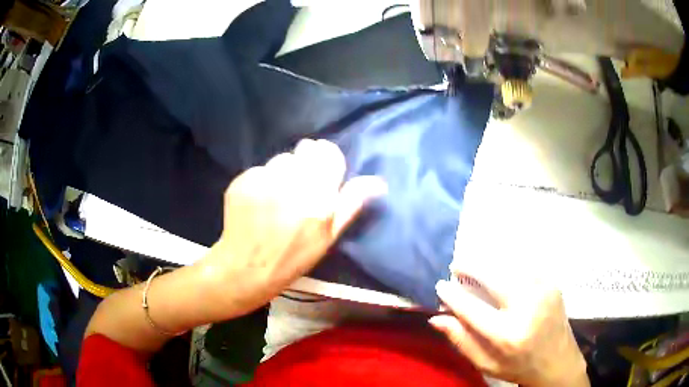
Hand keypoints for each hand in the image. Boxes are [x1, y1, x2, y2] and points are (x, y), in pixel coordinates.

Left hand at [199, 139, 386, 316]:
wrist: (247, 268)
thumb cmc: (293, 258)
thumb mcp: (328, 237)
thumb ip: (351, 204)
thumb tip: (378, 182)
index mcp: (319, 197)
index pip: (328, 152)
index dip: (325, 158)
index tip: (320, 170)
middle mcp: (292, 182)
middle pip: (304, 151)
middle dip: (304, 165)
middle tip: (296, 188)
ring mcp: (264, 180)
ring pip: (280, 160)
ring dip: (282, 173)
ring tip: (275, 198)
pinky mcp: (243, 181)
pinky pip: (259, 170)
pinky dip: (260, 182)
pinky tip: (257, 202)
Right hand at [429, 265, 588, 386]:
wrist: (559, 361)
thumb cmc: (519, 366)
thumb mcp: (486, 364)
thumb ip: (461, 341)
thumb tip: (436, 318)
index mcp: (508, 335)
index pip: (472, 308)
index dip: (453, 295)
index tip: (440, 285)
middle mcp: (528, 307)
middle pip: (493, 276)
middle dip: (470, 266)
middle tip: (456, 266)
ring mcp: (543, 290)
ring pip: (509, 264)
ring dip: (488, 261)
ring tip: (474, 265)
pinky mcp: (552, 282)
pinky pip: (524, 265)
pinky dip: (507, 263)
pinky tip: (499, 268)